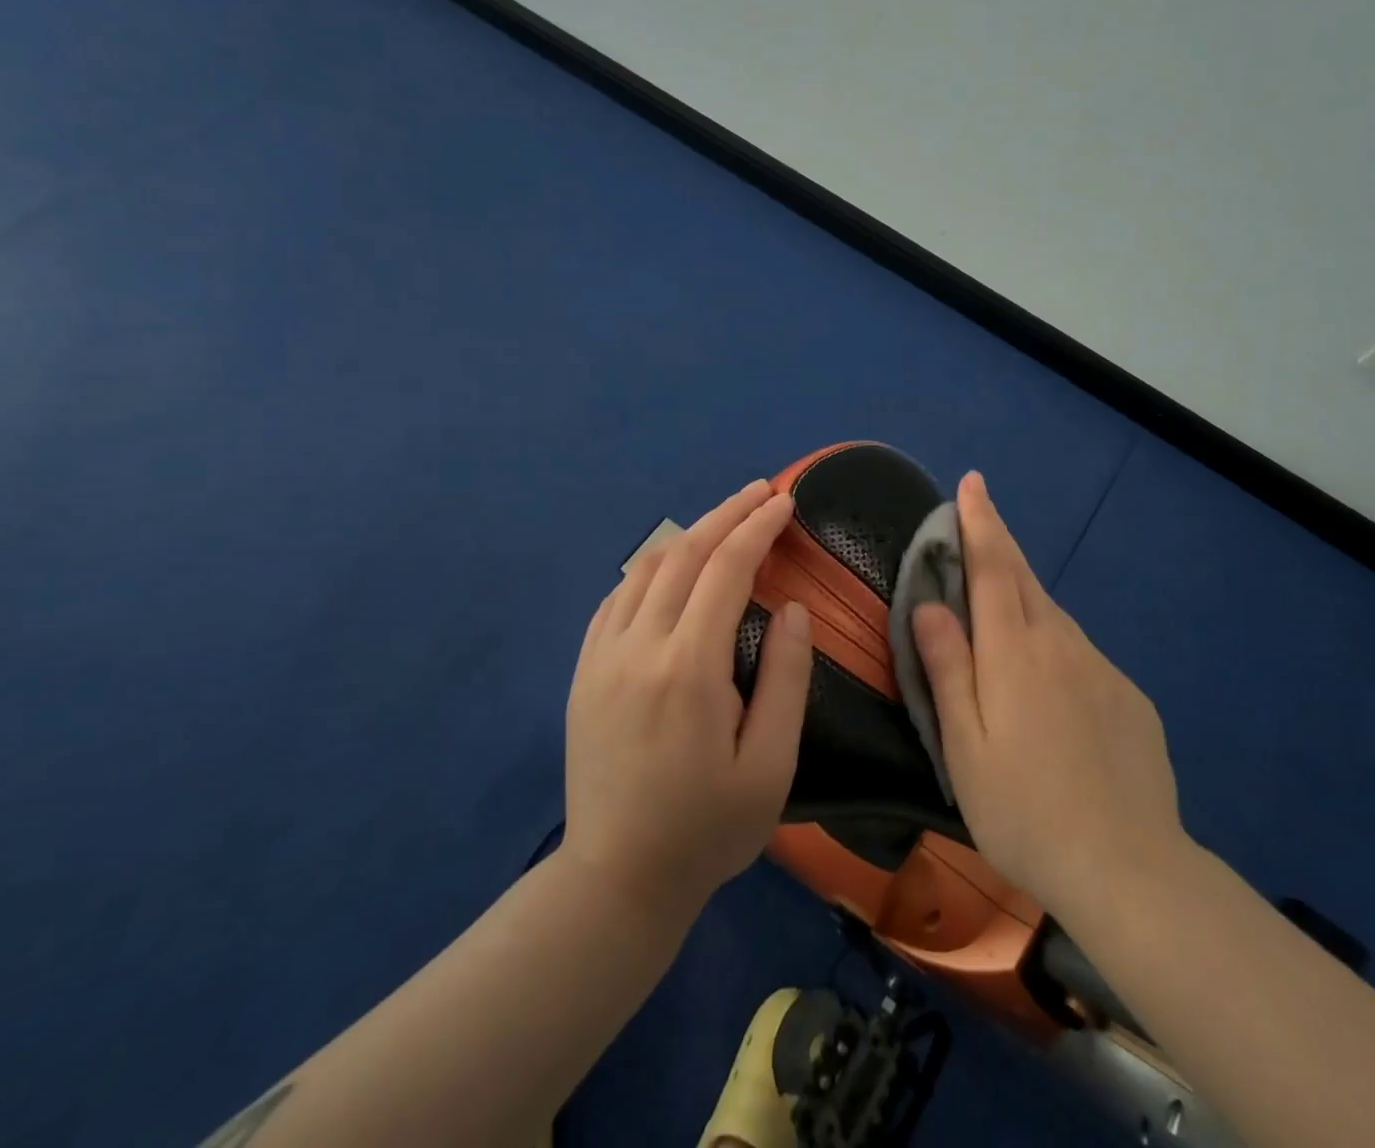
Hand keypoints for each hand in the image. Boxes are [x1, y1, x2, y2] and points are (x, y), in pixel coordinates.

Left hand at [561, 479, 812, 919]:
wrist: (615, 881)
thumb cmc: (706, 829)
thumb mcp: (770, 765)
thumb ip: (786, 678)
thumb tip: (790, 607)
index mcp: (688, 667)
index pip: (725, 569)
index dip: (757, 528)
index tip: (784, 503)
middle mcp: (638, 646)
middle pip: (683, 553)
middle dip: (726, 514)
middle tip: (761, 493)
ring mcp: (602, 656)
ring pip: (644, 568)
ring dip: (688, 534)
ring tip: (724, 522)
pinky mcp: (584, 672)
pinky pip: (616, 598)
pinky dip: (650, 568)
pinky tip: (671, 569)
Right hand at [911, 472, 1187, 927]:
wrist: (1129, 869)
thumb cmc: (1025, 811)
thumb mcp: (964, 747)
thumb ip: (947, 668)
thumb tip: (931, 604)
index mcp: (1014, 652)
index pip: (991, 568)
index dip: (980, 521)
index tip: (972, 482)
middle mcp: (1060, 644)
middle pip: (1024, 578)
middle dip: (999, 540)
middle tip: (981, 513)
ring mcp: (1100, 667)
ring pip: (1053, 614)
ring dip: (1023, 592)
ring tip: (1000, 599)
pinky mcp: (1128, 695)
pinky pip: (1080, 652)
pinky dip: (1053, 642)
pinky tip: (1049, 681)